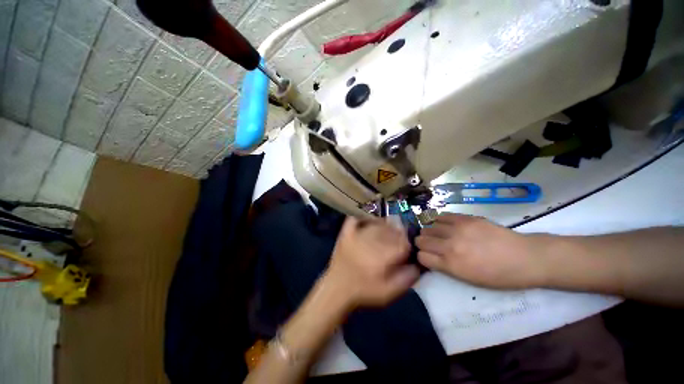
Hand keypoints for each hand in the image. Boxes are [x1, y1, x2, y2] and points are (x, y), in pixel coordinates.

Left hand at [323, 216, 419, 308]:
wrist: (337, 289)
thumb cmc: (365, 291)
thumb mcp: (390, 292)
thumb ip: (407, 278)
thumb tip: (418, 264)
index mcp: (383, 256)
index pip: (402, 242)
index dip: (408, 243)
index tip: (407, 247)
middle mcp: (371, 242)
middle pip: (391, 230)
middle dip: (398, 234)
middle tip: (398, 240)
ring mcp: (356, 235)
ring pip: (377, 223)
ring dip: (385, 226)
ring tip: (387, 232)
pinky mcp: (346, 233)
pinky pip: (357, 219)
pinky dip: (364, 218)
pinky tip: (370, 223)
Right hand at [416, 213, 545, 288]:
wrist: (525, 258)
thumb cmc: (498, 276)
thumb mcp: (469, 279)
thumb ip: (445, 267)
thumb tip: (430, 256)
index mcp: (451, 265)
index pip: (421, 256)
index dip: (422, 256)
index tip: (427, 256)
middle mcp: (449, 246)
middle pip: (421, 240)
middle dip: (423, 243)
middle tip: (431, 245)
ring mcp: (457, 230)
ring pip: (428, 227)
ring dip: (430, 232)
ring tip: (438, 234)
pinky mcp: (465, 218)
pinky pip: (441, 216)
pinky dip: (439, 221)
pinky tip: (445, 225)